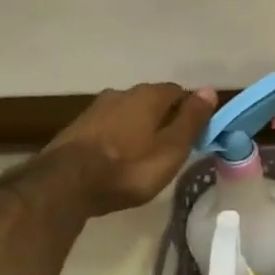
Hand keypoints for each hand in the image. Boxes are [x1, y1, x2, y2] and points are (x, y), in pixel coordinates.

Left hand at [46, 83, 215, 215]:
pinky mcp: (78, 127)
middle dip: (163, 119)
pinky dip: (118, 137)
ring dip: (139, 128)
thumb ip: (191, 120)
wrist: (64, 184)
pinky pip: (109, 126)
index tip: (194, 135)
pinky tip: (118, 158)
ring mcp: (96, 109)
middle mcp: (121, 93)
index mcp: (148, 96)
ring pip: (128, 113)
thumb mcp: (171, 150)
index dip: (189, 111)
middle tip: (171, 148)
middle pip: (152, 101)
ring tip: (144, 156)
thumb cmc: (127, 169)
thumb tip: (209, 90)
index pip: (178, 92)